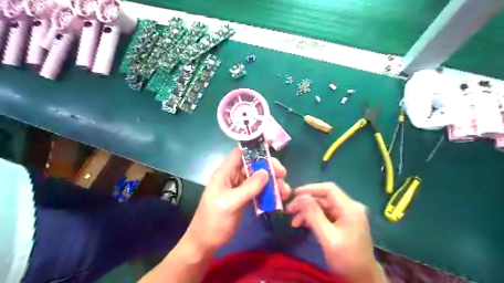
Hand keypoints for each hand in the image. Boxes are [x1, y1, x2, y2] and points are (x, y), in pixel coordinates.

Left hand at [184, 148, 286, 251]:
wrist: (207, 242)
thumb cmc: (214, 220)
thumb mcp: (230, 203)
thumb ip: (248, 187)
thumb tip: (266, 172)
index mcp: (225, 172)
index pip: (240, 153)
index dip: (254, 147)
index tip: (272, 146)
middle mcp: (233, 176)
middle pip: (253, 164)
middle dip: (269, 167)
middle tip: (283, 174)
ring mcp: (240, 187)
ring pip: (259, 178)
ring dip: (273, 182)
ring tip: (285, 191)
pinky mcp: (245, 197)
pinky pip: (260, 190)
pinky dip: (270, 192)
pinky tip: (279, 198)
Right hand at [288, 183, 386, 281]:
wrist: (362, 280)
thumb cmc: (347, 260)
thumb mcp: (328, 238)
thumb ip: (314, 216)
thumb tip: (301, 198)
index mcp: (350, 208)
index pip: (329, 189)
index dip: (310, 189)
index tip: (294, 194)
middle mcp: (350, 207)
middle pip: (324, 198)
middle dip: (305, 203)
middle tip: (289, 211)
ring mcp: (347, 215)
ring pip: (322, 206)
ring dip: (307, 212)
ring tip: (293, 222)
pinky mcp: (343, 222)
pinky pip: (325, 214)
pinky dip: (312, 218)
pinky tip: (301, 224)